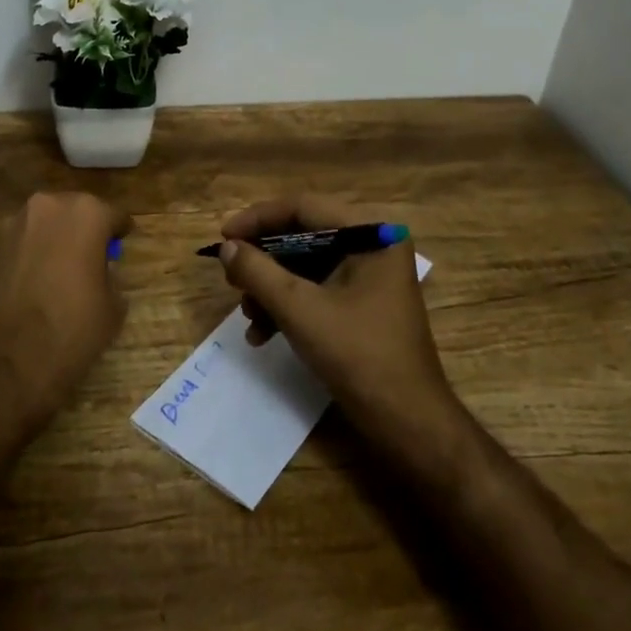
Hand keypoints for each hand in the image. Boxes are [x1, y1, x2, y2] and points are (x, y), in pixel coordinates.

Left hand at [0, 191, 132, 427]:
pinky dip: (26, 259)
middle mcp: (45, 208)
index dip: (119, 232)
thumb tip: (98, 270)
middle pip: (73, 212)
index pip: (112, 215)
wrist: (2, 368)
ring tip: (57, 275)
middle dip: (82, 231)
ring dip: (52, 242)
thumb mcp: (113, 307)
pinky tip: (30, 288)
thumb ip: (110, 274)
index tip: (121, 245)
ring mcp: (9, 227)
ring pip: (41, 226)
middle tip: (90, 259)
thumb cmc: (70, 333)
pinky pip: (17, 246)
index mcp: (85, 214)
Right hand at [219, 196, 461, 448]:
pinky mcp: (362, 303)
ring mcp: (370, 275)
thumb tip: (227, 247)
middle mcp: (374, 245)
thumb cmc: (358, 355)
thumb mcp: (299, 309)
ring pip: (305, 266)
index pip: (304, 208)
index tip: (223, 236)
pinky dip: (288, 306)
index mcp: (371, 233)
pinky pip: (317, 289)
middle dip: (263, 260)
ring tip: (247, 314)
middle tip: (231, 276)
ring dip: (271, 288)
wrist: (407, 422)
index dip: (258, 219)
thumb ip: (258, 271)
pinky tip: (262, 333)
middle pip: (303, 236)